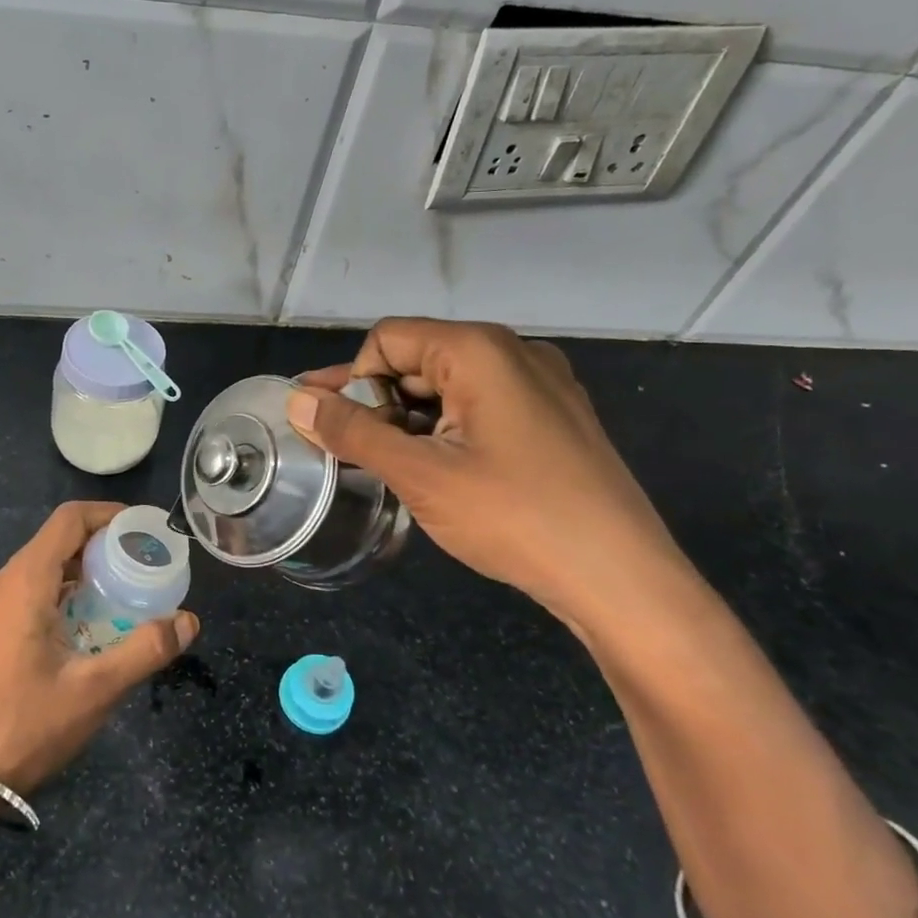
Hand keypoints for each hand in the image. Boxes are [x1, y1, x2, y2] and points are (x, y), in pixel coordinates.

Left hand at [0, 501, 199, 794]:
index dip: (109, 515)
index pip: (68, 520)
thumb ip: (145, 650)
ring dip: (84, 568)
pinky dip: (64, 589)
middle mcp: (3, 582)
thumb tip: (188, 621)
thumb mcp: (95, 689)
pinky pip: (31, 588)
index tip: (144, 531)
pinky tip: (90, 621)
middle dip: (103, 544)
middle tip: (144, 564)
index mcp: (24, 582)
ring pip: (43, 564)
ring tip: (125, 590)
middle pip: (57, 539)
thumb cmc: (26, 725)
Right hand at [287, 318, 689, 630]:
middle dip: (376, 401)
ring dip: (408, 420)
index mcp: (479, 349)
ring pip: (447, 387)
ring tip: (387, 466)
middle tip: (348, 450)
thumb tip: (296, 402)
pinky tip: (434, 469)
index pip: (387, 339)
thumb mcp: (419, 474)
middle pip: (418, 359)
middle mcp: (513, 353)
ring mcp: (540, 386)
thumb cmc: (513, 516)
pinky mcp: (553, 419)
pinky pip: (480, 408)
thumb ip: (352, 432)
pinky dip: (444, 431)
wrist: (621, 579)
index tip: (338, 431)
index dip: (353, 380)